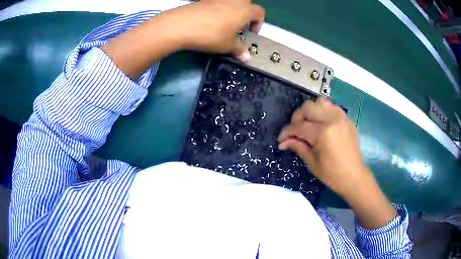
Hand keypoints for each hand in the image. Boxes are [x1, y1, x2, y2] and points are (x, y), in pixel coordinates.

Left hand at [159, 1, 264, 60]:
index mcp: (245, 10)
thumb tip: (247, 57)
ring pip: (231, 1)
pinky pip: (216, 2)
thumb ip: (240, 50)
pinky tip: (209, 18)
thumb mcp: (228, 46)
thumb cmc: (212, 35)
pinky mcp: (204, 0)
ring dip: (232, 9)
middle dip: (246, 12)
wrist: (183, 25)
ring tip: (224, 22)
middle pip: (247, 3)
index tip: (250, 33)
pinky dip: (217, 8)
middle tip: (239, 25)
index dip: (258, 23)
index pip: (259, 13)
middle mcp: (234, 1)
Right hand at [277, 98, 366, 195]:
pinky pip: (331, 107)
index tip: (280, 139)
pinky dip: (322, 112)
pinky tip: (320, 124)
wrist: (354, 176)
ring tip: (308, 124)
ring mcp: (341, 117)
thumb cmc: (332, 174)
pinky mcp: (347, 119)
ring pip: (320, 102)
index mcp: (323, 133)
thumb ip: (298, 147)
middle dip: (297, 118)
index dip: (287, 132)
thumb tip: (283, 142)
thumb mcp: (312, 163)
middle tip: (294, 131)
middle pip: (308, 107)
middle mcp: (332, 119)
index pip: (299, 126)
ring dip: (310, 111)